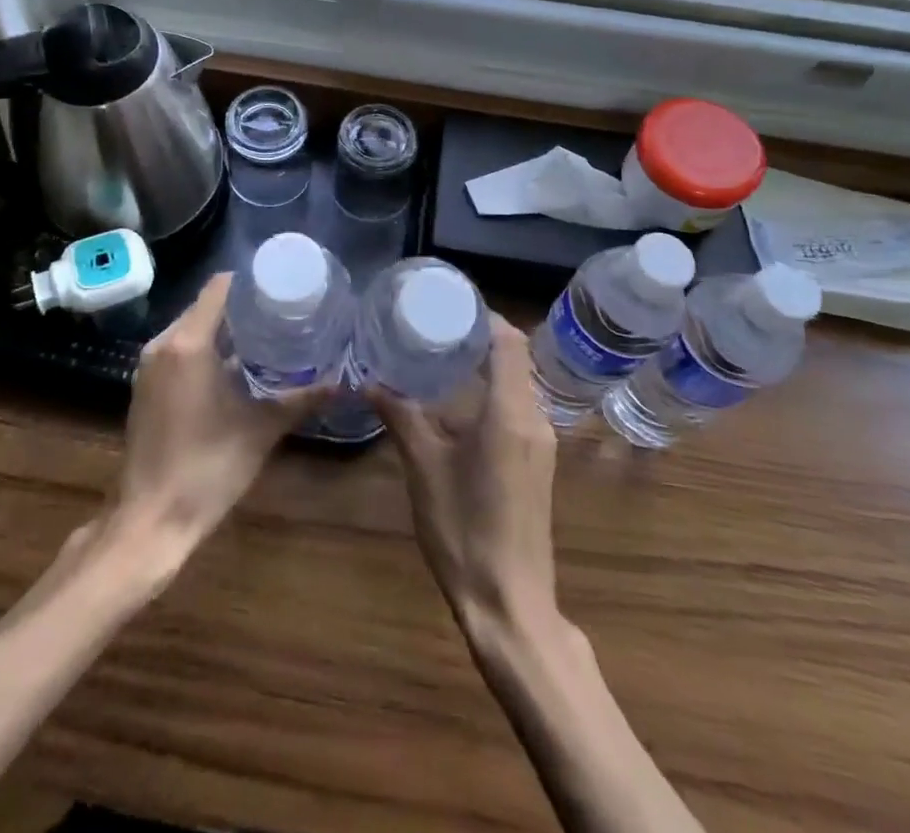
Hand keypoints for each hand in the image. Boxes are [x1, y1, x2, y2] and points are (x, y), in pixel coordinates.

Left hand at [107, 273, 323, 567]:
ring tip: (265, 335)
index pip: (219, 287)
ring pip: (190, 328)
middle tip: (282, 312)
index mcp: (188, 343)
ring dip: (223, 328)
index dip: (250, 281)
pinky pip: (178, 349)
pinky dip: (204, 348)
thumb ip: (301, 400)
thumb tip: (342, 382)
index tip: (281, 286)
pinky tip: (233, 366)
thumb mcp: (261, 429)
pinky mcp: (144, 386)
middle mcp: (162, 344)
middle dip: (241, 305)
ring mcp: (148, 366)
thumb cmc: (208, 468)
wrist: (151, 520)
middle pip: (205, 305)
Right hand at [370, 315, 560, 640]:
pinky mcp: (537, 463)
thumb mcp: (423, 468)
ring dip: (486, 364)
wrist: (510, 604)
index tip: (448, 304)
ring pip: (517, 383)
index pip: (509, 342)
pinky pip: (518, 408)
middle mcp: (534, 420)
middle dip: (480, 336)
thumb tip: (368, 379)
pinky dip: (492, 391)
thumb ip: (400, 415)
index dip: (484, 316)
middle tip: (435, 326)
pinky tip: (457, 402)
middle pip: (516, 358)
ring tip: (441, 355)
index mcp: (511, 413)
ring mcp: (541, 444)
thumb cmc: (464, 530)